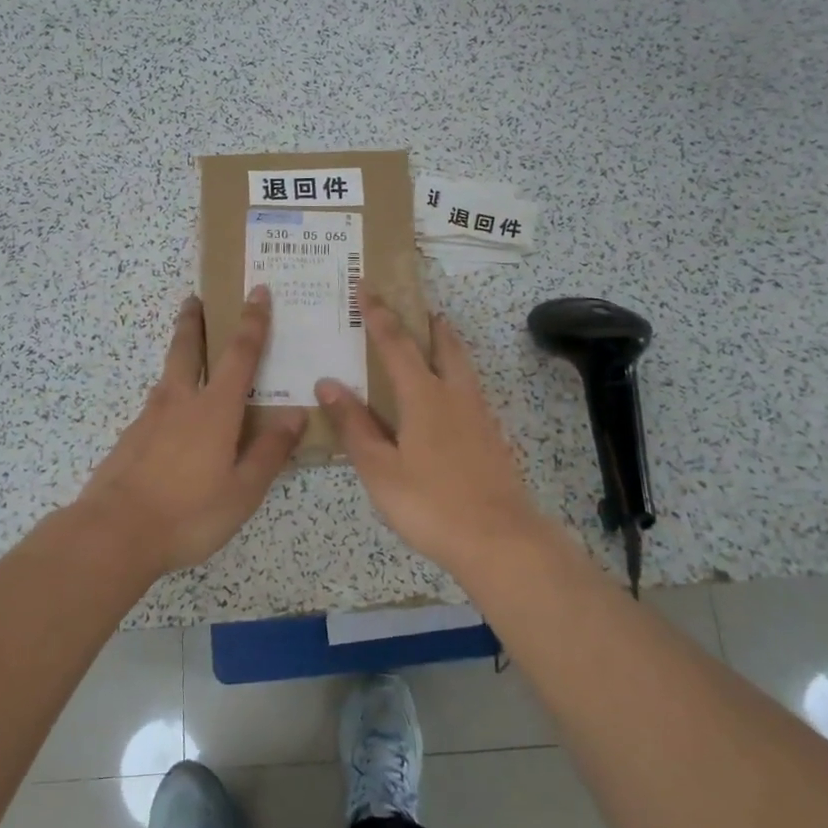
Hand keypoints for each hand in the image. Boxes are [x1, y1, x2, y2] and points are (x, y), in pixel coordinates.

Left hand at [80, 288, 307, 574]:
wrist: (115, 532)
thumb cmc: (189, 513)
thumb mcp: (243, 490)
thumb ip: (270, 451)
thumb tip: (296, 415)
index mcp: (215, 410)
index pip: (240, 355)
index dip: (253, 322)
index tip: (258, 292)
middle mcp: (181, 402)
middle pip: (187, 349)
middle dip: (194, 321)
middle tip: (194, 298)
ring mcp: (149, 418)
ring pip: (167, 375)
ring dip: (178, 354)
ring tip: (187, 353)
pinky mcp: (130, 438)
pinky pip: (155, 405)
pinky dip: (167, 396)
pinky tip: (171, 417)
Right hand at [315, 293, 547, 575]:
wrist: (499, 540)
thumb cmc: (430, 503)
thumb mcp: (379, 469)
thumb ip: (354, 425)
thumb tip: (328, 383)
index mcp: (423, 397)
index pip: (396, 344)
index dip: (380, 315)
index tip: (367, 287)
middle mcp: (454, 396)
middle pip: (443, 346)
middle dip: (427, 324)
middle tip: (417, 308)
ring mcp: (479, 416)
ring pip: (463, 367)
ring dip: (447, 346)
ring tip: (436, 339)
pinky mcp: (492, 438)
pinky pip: (471, 391)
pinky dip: (457, 376)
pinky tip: (450, 398)